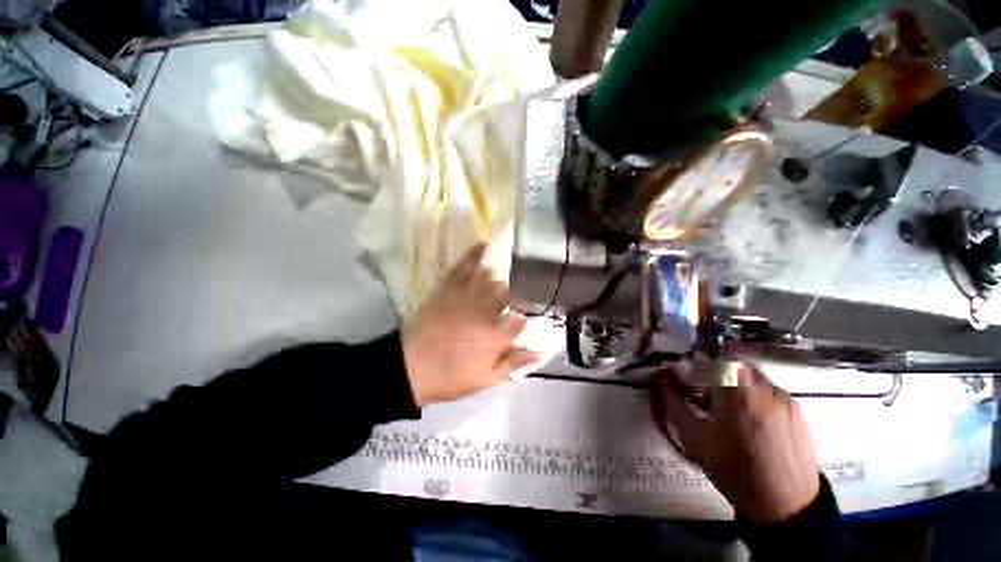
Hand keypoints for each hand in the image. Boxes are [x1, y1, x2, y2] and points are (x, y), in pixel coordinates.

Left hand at [402, 245, 537, 406]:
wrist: (410, 368)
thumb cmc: (450, 377)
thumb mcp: (486, 379)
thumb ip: (514, 363)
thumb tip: (540, 351)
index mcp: (496, 335)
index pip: (522, 317)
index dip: (528, 314)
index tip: (530, 313)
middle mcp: (484, 311)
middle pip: (509, 292)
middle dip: (517, 292)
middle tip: (521, 291)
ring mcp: (465, 297)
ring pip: (490, 277)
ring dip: (502, 274)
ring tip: (511, 268)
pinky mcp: (448, 289)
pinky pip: (462, 267)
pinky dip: (474, 254)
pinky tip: (483, 245)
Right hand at [652, 360, 819, 523]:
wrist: (786, 507)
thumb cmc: (734, 470)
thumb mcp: (695, 439)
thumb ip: (674, 403)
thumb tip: (661, 380)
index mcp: (737, 391)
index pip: (717, 354)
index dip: (701, 357)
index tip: (691, 370)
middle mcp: (765, 387)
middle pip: (736, 362)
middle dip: (718, 371)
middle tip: (707, 391)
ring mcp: (786, 399)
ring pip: (753, 376)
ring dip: (737, 383)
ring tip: (730, 410)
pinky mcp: (798, 411)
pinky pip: (769, 391)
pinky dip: (755, 396)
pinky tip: (752, 422)